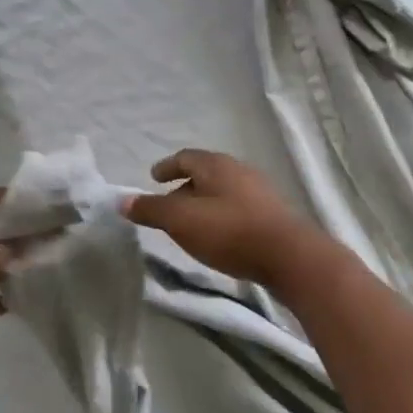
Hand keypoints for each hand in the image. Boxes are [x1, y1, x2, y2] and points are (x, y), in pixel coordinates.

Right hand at [121, 149, 324, 287]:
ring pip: (222, 191)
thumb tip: (122, 201)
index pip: (185, 157)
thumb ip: (151, 210)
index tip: (154, 178)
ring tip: (191, 224)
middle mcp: (239, 170)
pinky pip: (238, 207)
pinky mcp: (272, 214)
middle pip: (205, 173)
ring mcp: (260, 191)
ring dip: (204, 203)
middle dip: (184, 187)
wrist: (289, 255)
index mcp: (215, 165)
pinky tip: (219, 236)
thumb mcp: (181, 221)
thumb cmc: (229, 231)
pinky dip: (221, 215)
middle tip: (168, 205)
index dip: (167, 167)